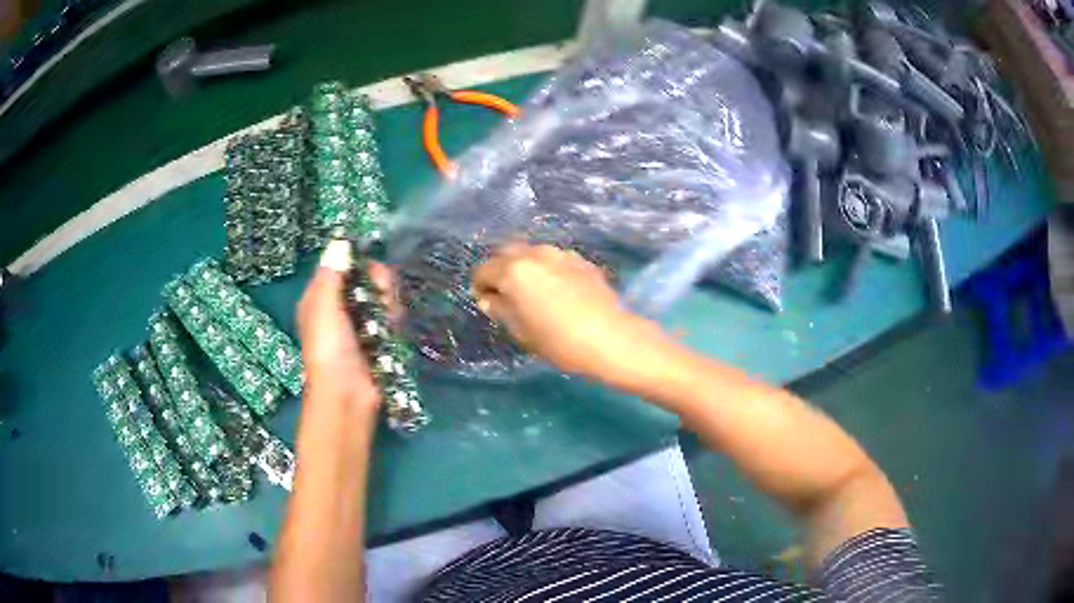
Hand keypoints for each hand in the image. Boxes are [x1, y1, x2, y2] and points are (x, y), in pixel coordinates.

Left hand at [297, 240, 392, 411]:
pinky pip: (391, 318)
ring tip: (388, 320)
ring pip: (381, 297)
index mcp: (321, 297)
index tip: (369, 264)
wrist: (347, 394)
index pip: (341, 265)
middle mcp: (340, 307)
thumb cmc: (329, 348)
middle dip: (379, 283)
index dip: (357, 261)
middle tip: (383, 294)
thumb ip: (332, 274)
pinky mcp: (379, 339)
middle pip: (366, 279)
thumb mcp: (324, 307)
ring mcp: (361, 324)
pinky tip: (393, 330)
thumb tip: (340, 241)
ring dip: (389, 303)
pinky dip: (394, 321)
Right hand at [472, 244, 673, 391]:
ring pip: (533, 253)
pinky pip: (555, 260)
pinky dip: (548, 270)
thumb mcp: (521, 331)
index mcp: (514, 271)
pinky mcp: (582, 261)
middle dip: (500, 270)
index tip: (486, 303)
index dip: (480, 286)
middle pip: (506, 253)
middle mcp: (535, 254)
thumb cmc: (558, 340)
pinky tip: (558, 291)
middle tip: (506, 294)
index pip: (483, 270)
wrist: (611, 338)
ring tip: (533, 291)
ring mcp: (561, 254)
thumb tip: (489, 298)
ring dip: (526, 267)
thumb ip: (501, 309)